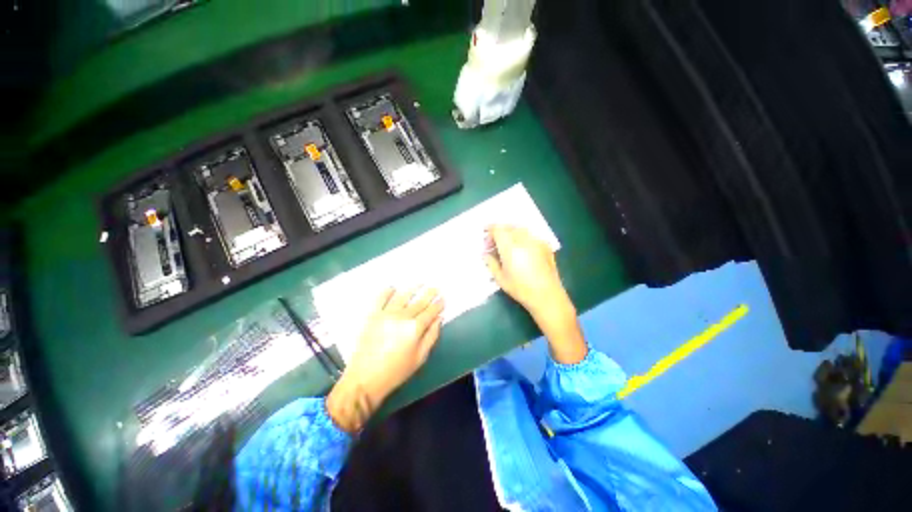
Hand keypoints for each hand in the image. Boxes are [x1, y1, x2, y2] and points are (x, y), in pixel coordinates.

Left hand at [326, 287, 443, 431]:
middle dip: (429, 293)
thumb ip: (431, 336)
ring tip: (420, 282)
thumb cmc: (395, 372)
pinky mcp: (372, 314)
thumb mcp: (420, 358)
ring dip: (413, 288)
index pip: (430, 311)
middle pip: (419, 301)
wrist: (363, 379)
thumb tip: (439, 319)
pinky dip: (387, 291)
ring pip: (403, 295)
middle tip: (436, 287)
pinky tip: (393, 287)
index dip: (438, 304)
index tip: (443, 298)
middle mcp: (402, 316)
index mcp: (415, 328)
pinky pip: (380, 297)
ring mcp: (386, 313)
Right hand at [484, 224, 586, 363]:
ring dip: (510, 232)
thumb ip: (491, 263)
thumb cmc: (521, 289)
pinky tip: (521, 248)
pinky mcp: (545, 245)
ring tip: (507, 244)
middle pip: (508, 226)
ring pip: (520, 229)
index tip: (484, 234)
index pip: (498, 229)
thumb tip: (485, 254)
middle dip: (499, 231)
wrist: (547, 295)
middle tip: (494, 243)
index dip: (489, 229)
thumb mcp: (500, 278)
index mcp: (510, 247)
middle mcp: (524, 240)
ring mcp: (536, 241)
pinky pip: (530, 235)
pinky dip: (522, 237)